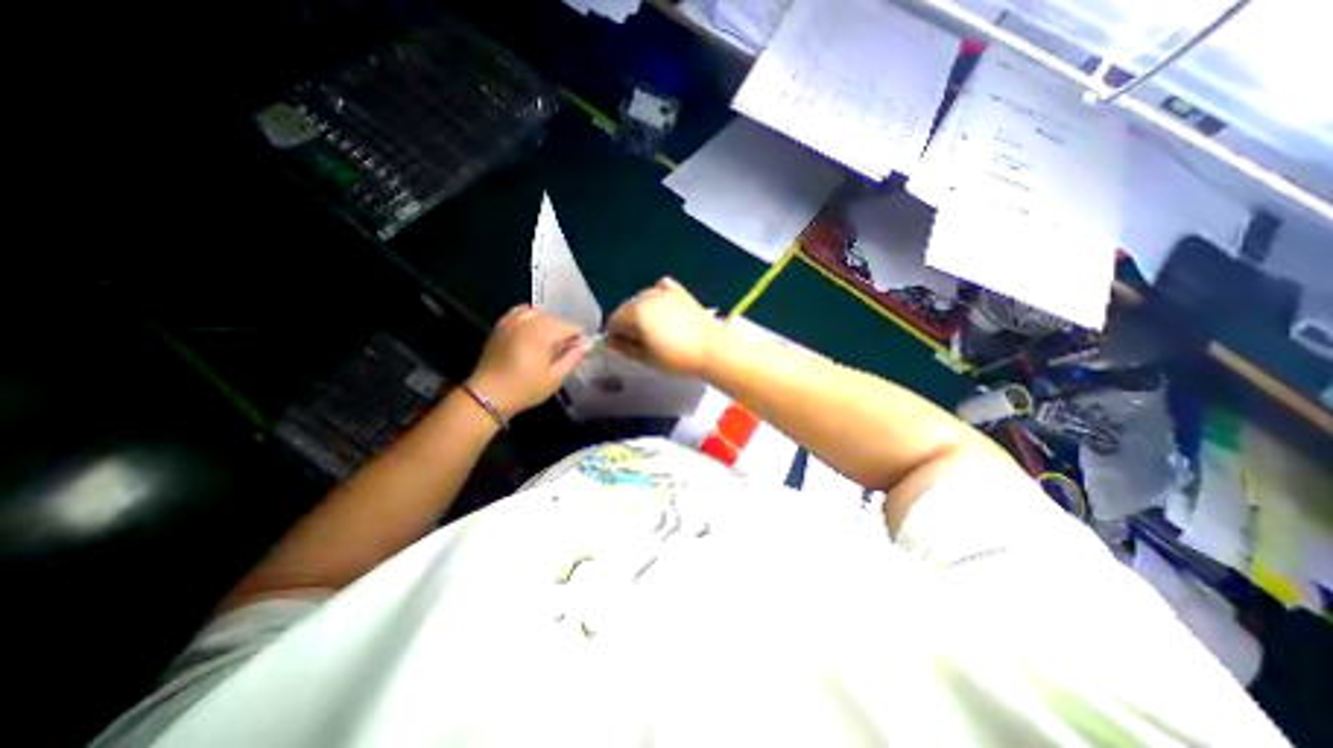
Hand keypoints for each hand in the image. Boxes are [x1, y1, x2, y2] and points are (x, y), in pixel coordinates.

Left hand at [471, 304, 590, 421]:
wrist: (488, 396)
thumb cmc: (525, 389)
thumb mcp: (555, 378)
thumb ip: (573, 358)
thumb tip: (586, 345)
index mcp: (542, 333)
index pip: (569, 327)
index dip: (577, 338)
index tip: (577, 351)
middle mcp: (527, 322)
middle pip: (554, 318)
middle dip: (562, 331)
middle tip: (564, 349)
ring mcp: (511, 322)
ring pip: (537, 312)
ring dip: (546, 323)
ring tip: (547, 339)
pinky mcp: (500, 327)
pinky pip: (518, 312)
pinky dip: (528, 316)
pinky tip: (530, 331)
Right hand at [609, 276, 725, 376]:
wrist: (712, 349)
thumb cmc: (677, 358)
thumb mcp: (646, 358)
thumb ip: (624, 347)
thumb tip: (611, 342)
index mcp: (635, 313)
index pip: (613, 320)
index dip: (616, 335)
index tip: (624, 346)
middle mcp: (646, 296)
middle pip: (626, 307)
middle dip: (628, 322)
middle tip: (641, 340)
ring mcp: (664, 291)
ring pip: (642, 299)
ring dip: (642, 311)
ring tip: (655, 328)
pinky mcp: (679, 291)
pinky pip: (660, 289)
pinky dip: (657, 298)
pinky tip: (663, 310)